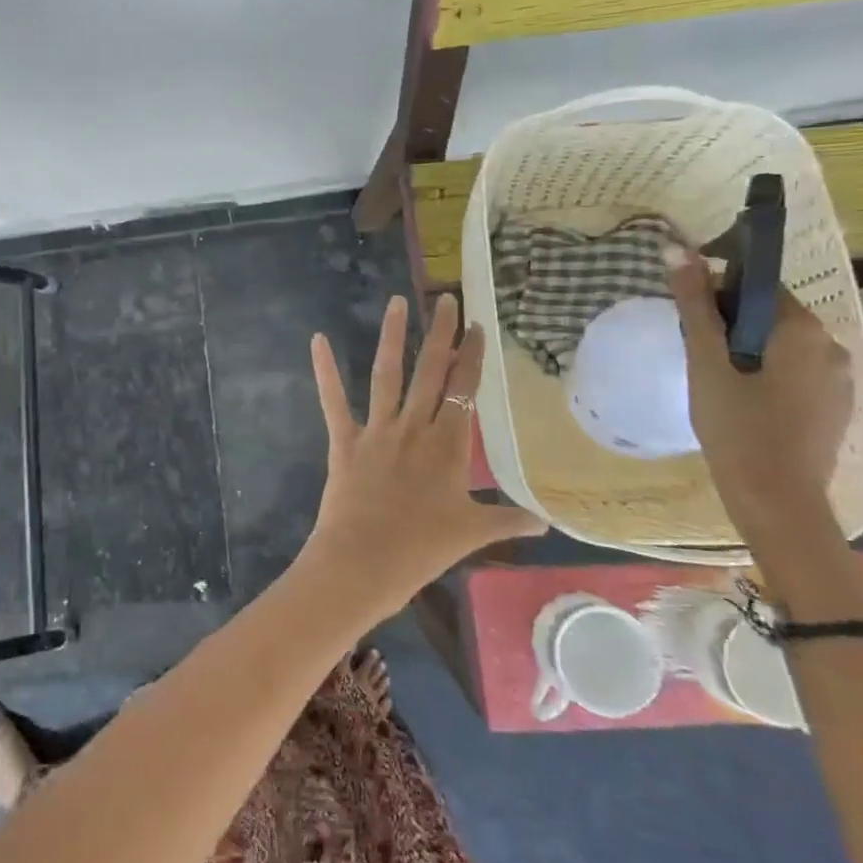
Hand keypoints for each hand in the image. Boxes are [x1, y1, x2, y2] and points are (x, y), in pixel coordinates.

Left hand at [299, 293, 545, 620]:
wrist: (363, 563)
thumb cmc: (421, 550)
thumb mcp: (472, 534)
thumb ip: (507, 520)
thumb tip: (545, 521)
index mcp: (448, 446)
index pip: (465, 390)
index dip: (472, 356)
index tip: (478, 326)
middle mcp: (414, 428)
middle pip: (431, 372)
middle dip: (441, 333)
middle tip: (446, 299)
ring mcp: (377, 431)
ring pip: (387, 374)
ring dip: (392, 336)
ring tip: (398, 302)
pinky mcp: (344, 440)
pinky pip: (333, 400)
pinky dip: (325, 370)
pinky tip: (317, 339)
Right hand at [663, 246, 853, 532]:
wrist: (775, 499)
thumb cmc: (736, 426)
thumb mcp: (705, 361)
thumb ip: (693, 305)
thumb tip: (676, 250)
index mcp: (804, 329)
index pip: (759, 287)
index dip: (719, 296)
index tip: (691, 321)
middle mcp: (832, 346)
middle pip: (771, 316)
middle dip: (732, 326)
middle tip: (696, 354)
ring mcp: (839, 379)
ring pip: (782, 346)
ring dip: (747, 351)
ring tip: (714, 380)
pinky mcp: (834, 406)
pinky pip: (794, 372)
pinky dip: (766, 375)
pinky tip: (742, 401)